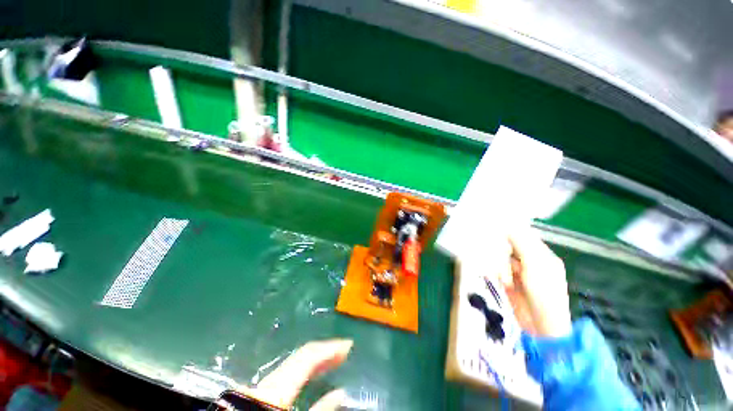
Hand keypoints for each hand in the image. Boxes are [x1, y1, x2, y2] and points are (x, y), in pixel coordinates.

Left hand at [246, 339, 352, 409]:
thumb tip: (341, 392)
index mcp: (277, 387)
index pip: (308, 356)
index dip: (330, 347)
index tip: (349, 343)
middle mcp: (268, 380)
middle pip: (300, 357)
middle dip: (325, 352)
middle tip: (344, 351)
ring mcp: (261, 385)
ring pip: (293, 364)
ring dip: (315, 361)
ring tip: (333, 361)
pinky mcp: (257, 392)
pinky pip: (286, 374)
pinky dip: (303, 371)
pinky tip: (310, 375)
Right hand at [499, 229, 571, 337]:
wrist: (542, 326)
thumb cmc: (545, 294)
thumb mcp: (535, 265)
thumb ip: (522, 244)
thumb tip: (508, 227)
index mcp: (541, 255)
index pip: (523, 236)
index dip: (509, 232)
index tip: (494, 230)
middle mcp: (529, 261)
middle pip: (508, 247)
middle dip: (503, 256)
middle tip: (504, 265)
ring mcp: (518, 272)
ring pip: (500, 259)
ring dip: (501, 269)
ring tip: (506, 282)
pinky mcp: (508, 281)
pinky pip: (498, 270)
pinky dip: (498, 275)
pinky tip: (503, 284)